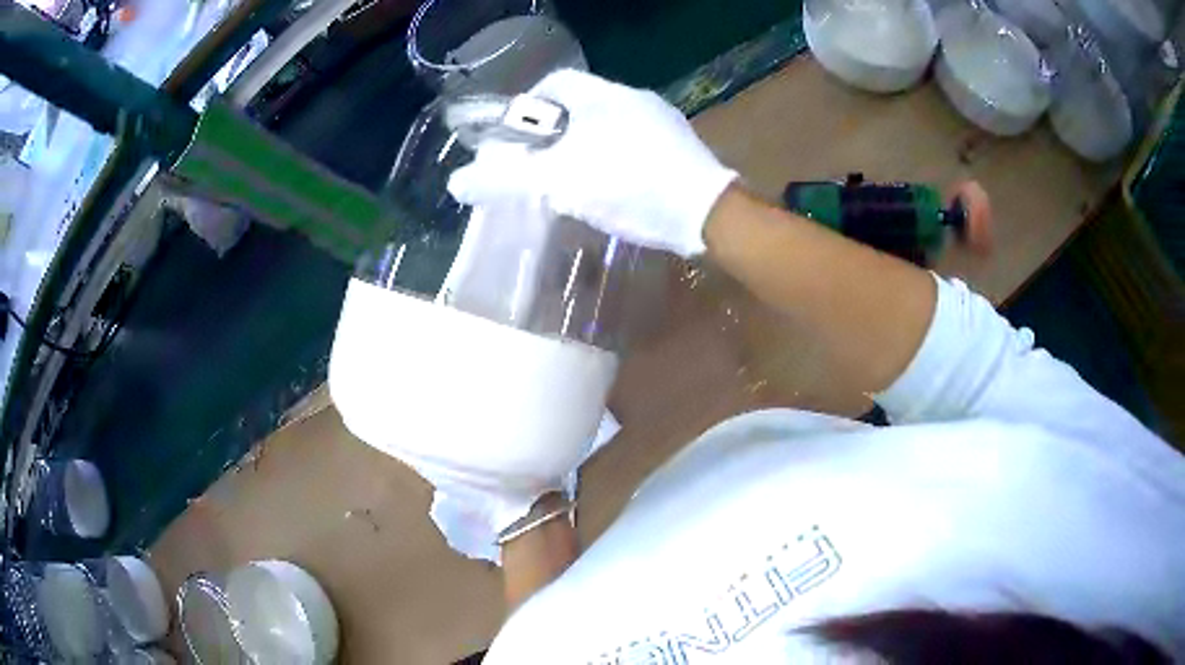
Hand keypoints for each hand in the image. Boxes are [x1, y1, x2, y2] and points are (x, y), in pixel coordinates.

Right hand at [448, 69, 737, 258]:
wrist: (707, 214)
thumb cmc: (631, 186)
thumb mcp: (561, 183)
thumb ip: (509, 178)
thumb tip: (458, 181)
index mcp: (604, 96)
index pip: (555, 83)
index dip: (528, 103)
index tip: (515, 134)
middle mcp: (634, 98)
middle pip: (581, 104)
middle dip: (554, 130)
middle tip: (539, 163)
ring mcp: (661, 121)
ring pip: (608, 124)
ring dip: (585, 145)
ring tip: (571, 178)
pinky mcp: (679, 147)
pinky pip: (633, 142)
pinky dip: (613, 157)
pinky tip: (612, 187)